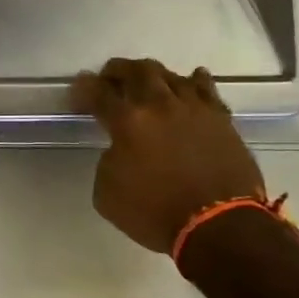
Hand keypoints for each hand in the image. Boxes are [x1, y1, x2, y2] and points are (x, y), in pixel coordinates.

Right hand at [72, 58, 267, 253]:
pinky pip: (206, 88)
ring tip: (148, 83)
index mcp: (128, 121)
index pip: (98, 92)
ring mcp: (193, 107)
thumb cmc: (157, 214)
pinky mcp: (220, 118)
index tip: (78, 91)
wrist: (220, 227)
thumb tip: (120, 150)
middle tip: (111, 78)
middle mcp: (159, 104)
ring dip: (153, 75)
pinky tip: (190, 83)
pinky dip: (194, 82)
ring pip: (170, 74)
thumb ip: (107, 161)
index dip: (84, 88)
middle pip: (135, 71)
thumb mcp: (108, 195)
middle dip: (118, 70)